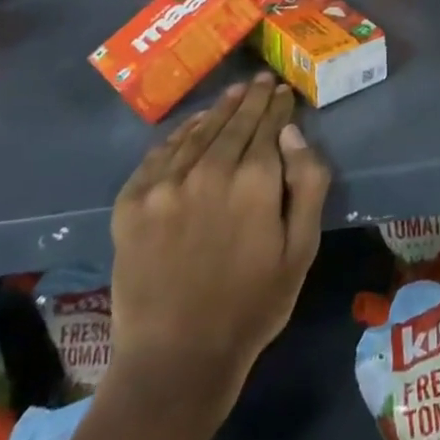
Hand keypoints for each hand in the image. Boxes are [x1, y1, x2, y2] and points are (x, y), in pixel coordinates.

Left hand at [106, 74, 330, 407]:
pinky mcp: (131, 202)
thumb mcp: (302, 249)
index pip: (269, 126)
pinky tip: (192, 126)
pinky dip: (180, 133)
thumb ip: (308, 184)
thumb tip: (293, 133)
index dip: (278, 105)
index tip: (283, 91)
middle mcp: (208, 170)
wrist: (175, 360)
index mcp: (254, 181)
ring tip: (233, 93)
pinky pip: (160, 153)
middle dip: (251, 98)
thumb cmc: (252, 305)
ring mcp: (165, 184)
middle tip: (260, 80)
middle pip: (235, 121)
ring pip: (199, 131)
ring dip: (219, 109)